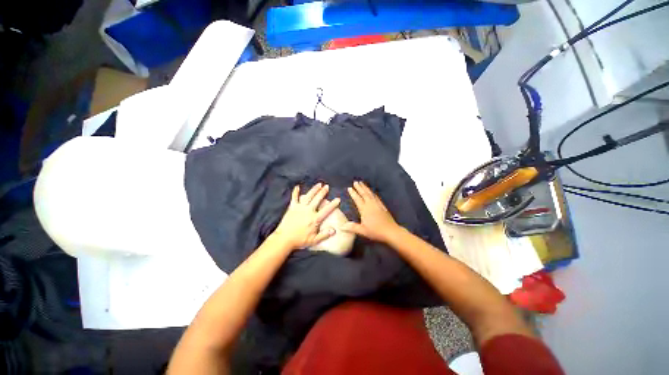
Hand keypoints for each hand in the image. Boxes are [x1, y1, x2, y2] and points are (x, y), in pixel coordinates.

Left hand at [272, 183, 340, 249]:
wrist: (284, 239)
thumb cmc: (299, 240)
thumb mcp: (314, 240)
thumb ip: (324, 235)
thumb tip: (334, 230)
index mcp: (314, 219)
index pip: (326, 210)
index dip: (333, 204)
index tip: (338, 199)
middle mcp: (308, 211)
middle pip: (317, 199)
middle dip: (323, 192)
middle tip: (327, 186)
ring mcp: (300, 208)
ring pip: (308, 196)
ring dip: (314, 189)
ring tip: (319, 184)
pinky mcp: (292, 207)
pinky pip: (294, 198)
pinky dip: (295, 192)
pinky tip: (297, 187)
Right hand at [341, 181, 401, 242]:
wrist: (390, 231)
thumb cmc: (375, 231)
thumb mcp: (362, 230)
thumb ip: (352, 227)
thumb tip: (341, 226)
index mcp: (364, 209)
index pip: (357, 199)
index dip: (353, 193)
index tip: (349, 188)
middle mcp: (371, 204)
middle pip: (364, 194)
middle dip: (359, 187)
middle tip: (355, 182)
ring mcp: (377, 204)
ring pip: (370, 194)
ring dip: (366, 188)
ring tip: (362, 183)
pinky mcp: (382, 206)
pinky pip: (376, 197)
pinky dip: (372, 192)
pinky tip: (372, 191)